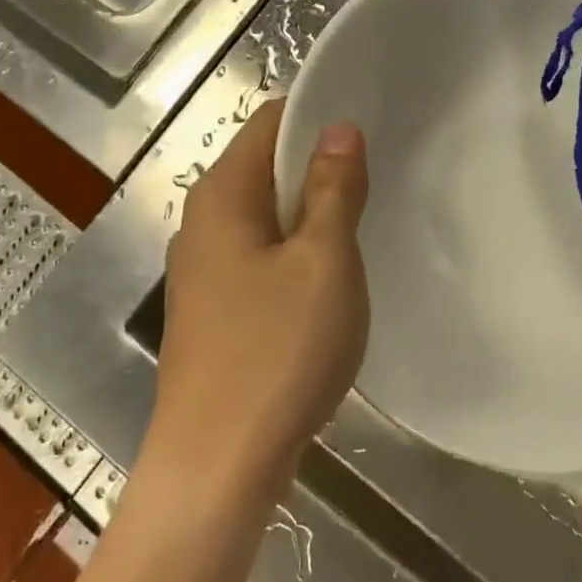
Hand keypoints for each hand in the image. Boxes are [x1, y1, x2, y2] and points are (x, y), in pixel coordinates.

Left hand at [147, 99, 369, 491]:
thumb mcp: (323, 262)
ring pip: (266, 218)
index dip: (319, 118)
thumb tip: (339, 128)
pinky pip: (261, 259)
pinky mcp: (214, 311)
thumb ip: (333, 189)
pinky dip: (296, 255)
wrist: (218, 464)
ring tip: (365, 228)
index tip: (372, 130)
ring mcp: (203, 271)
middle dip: (320, 168)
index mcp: (222, 196)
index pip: (269, 122)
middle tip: (380, 181)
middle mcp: (201, 223)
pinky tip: (330, 283)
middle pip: (265, 168)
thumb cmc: (277, 352)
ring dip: (312, 216)